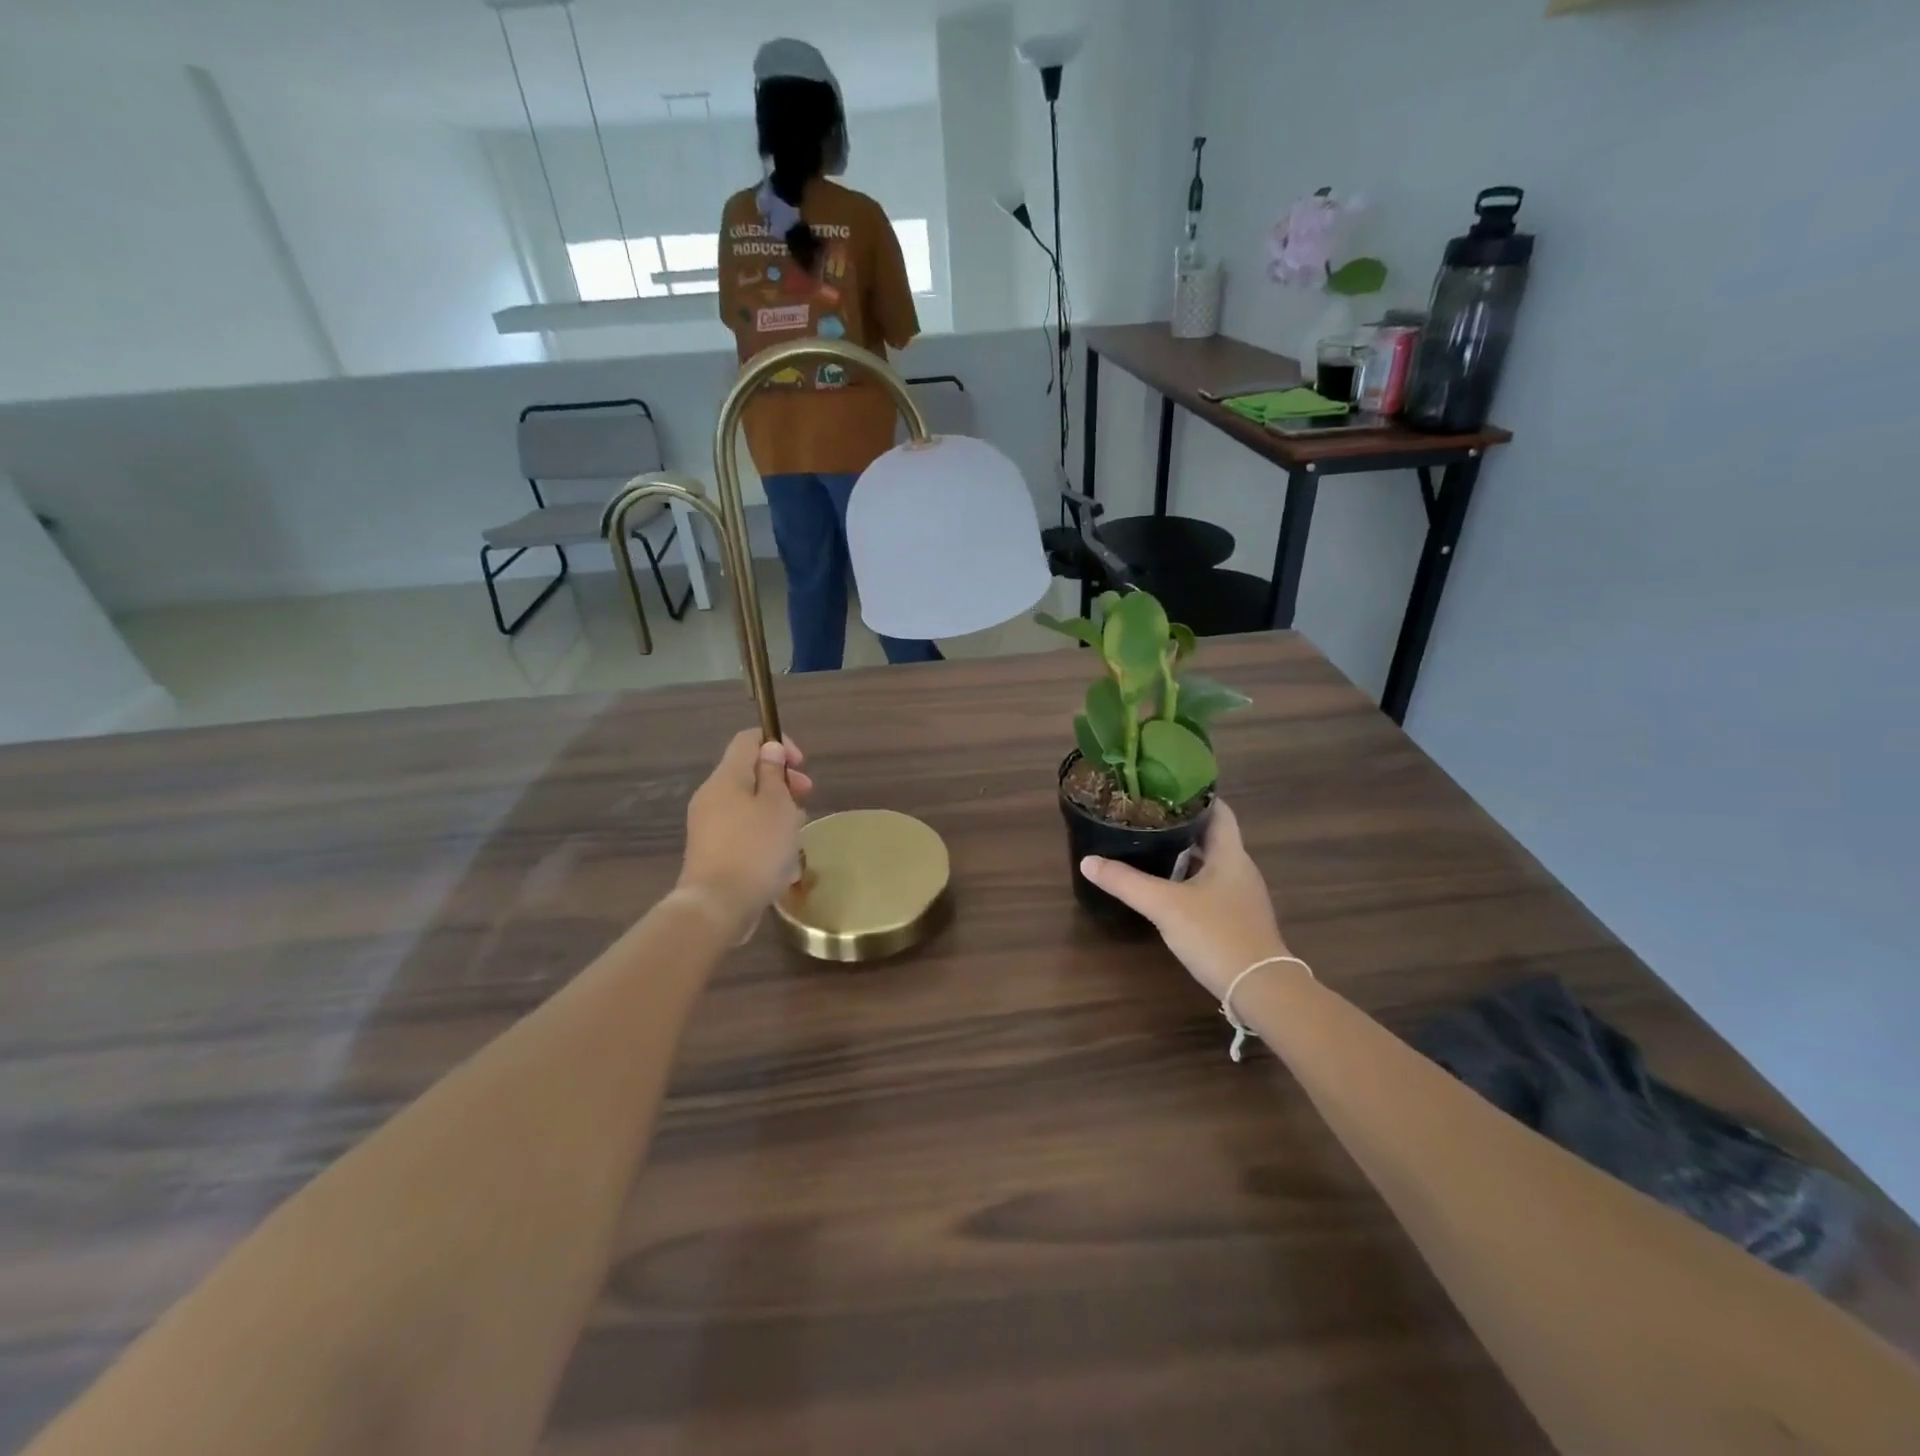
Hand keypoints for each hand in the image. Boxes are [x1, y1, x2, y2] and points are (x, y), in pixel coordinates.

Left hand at [677, 731, 813, 938]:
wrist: (716, 907)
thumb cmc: (755, 850)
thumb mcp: (777, 806)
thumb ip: (774, 774)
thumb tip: (770, 749)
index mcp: (726, 778)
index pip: (748, 740)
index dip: (778, 743)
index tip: (801, 764)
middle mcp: (712, 796)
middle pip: (749, 774)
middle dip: (782, 782)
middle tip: (807, 798)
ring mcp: (708, 826)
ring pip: (749, 806)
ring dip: (776, 813)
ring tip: (798, 835)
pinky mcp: (711, 852)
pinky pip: (742, 832)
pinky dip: (764, 836)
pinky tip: (782, 860)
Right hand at [1080, 800, 1289, 999]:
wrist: (1261, 989)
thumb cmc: (1216, 935)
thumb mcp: (1164, 905)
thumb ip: (1125, 882)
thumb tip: (1087, 861)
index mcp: (1230, 855)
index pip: (1219, 811)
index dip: (1195, 796)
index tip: (1165, 787)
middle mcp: (1240, 869)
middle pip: (1213, 837)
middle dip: (1182, 825)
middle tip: (1147, 816)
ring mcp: (1242, 897)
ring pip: (1212, 864)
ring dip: (1186, 854)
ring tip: (1151, 846)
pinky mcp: (1239, 920)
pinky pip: (1213, 887)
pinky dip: (1191, 880)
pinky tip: (1168, 889)